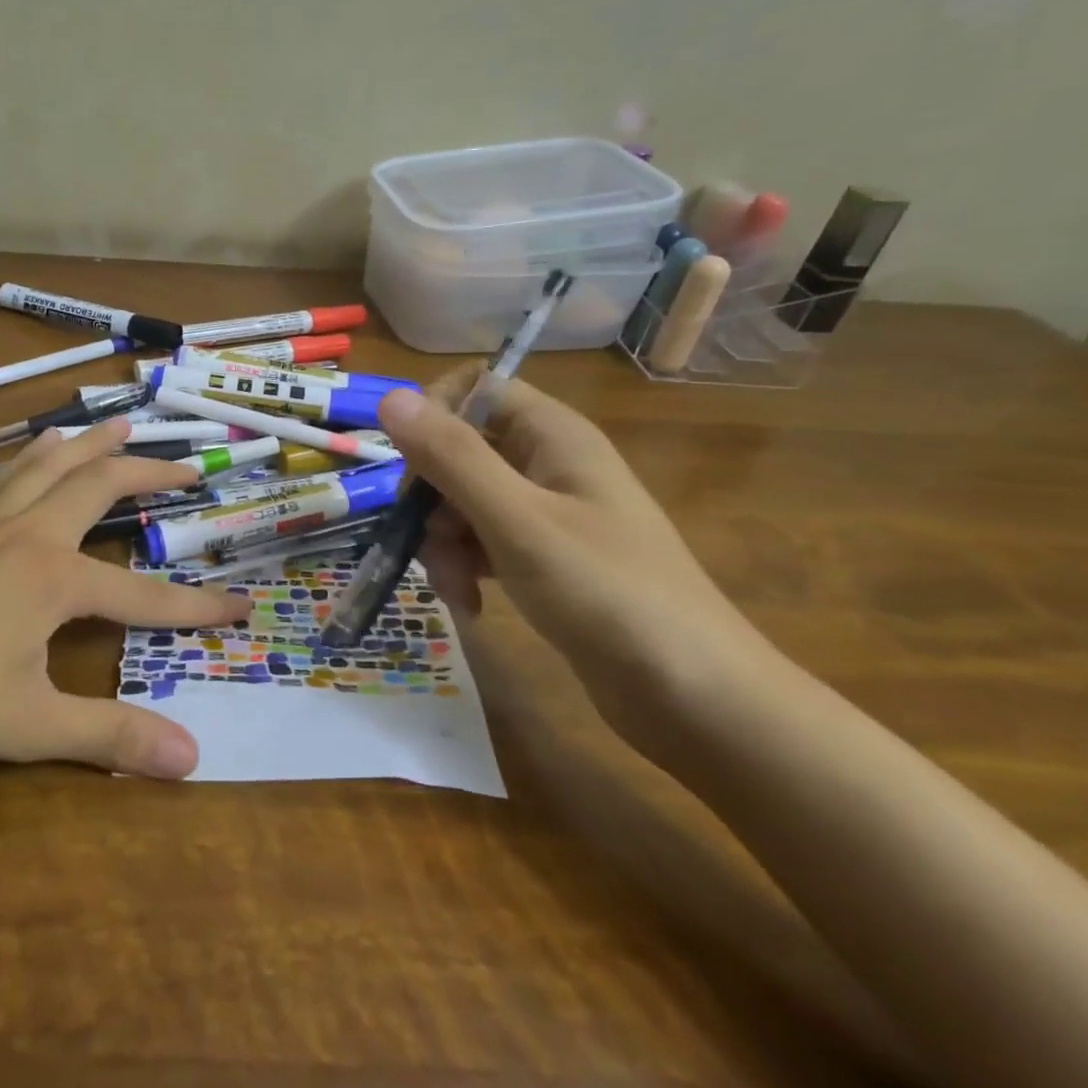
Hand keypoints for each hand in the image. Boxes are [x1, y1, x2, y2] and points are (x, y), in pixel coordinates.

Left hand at [0, 419, 252, 778]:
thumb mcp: (29, 725)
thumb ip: (110, 737)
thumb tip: (191, 760)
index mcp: (55, 578)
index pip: (145, 597)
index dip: (197, 607)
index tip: (242, 606)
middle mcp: (28, 534)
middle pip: (99, 485)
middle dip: (148, 474)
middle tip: (187, 467)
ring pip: (48, 464)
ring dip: (90, 442)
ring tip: (119, 422)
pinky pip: (4, 476)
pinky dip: (33, 456)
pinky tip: (33, 454)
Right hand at [375, 375, 779, 762]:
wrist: (697, 699)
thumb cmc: (607, 593)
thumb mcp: (517, 520)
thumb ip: (452, 457)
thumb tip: (390, 397)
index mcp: (552, 434)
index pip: (476, 388)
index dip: (434, 415)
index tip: (410, 465)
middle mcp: (548, 462)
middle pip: (461, 449)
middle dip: (431, 495)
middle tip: (426, 540)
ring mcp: (547, 511)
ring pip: (464, 499)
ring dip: (443, 539)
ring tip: (454, 587)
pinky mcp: (544, 556)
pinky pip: (483, 540)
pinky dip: (465, 566)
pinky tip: (469, 603)